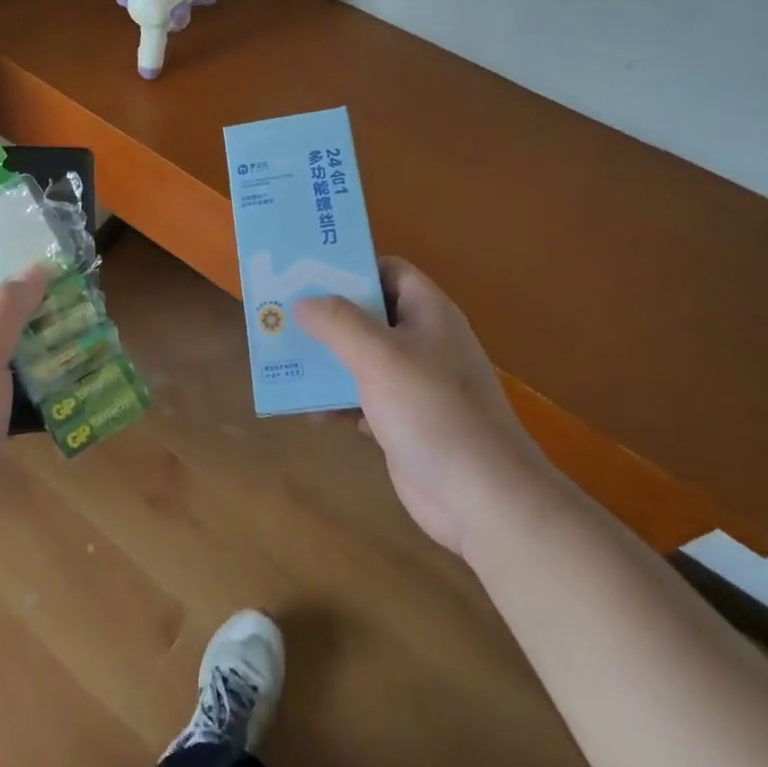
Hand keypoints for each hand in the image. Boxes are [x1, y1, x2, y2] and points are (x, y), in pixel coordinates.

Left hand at [0, 267, 48, 593]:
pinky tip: (68, 391)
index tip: (32, 281)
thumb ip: (7, 309)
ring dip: (35, 357)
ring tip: (77, 344)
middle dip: (24, 319)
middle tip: (68, 310)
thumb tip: (36, 268)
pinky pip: (8, 403)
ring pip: (0, 367)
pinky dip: (35, 395)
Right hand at [296, 258, 546, 554]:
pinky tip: (311, 413)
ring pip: (362, 358)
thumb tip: (303, 301)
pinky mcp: (405, 421)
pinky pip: (363, 398)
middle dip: (327, 317)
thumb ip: (338, 322)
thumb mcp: (379, 356)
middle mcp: (423, 341)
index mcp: (428, 313)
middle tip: (284, 315)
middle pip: (369, 314)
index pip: (389, 270)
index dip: (352, 268)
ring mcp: (416, 384)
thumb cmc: (432, 411)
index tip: (309, 274)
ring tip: (287, 361)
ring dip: (327, 361)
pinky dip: (338, 401)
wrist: (483, 498)